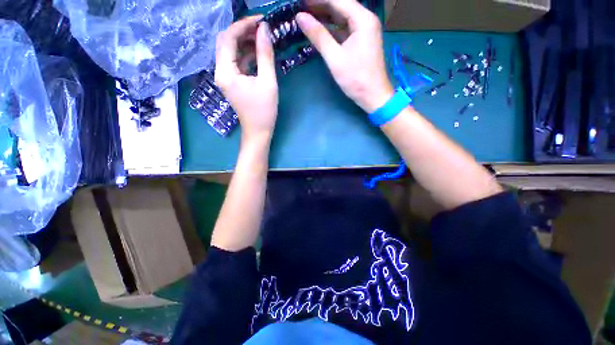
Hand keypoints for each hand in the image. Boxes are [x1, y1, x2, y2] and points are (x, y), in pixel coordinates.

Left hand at [215, 16, 278, 142]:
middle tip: (262, 28)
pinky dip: (247, 54)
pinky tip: (259, 52)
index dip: (243, 25)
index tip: (261, 20)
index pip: (228, 38)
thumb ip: (265, 55)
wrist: (258, 131)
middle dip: (243, 31)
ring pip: (231, 51)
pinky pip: (236, 62)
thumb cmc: (264, 111)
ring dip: (245, 42)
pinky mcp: (232, 82)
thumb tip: (264, 30)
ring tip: (263, 38)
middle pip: (226, 42)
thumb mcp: (268, 82)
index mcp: (225, 72)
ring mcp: (225, 77)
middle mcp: (220, 71)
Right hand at [296, 0, 393, 113]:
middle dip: (321, 6)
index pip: (338, 0)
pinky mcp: (361, 41)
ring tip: (306, 17)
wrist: (373, 95)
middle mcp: (365, 20)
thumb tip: (300, 17)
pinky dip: (332, 29)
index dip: (318, 0)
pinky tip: (320, 30)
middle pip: (341, 6)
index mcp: (362, 19)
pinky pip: (345, 29)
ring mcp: (364, 31)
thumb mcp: (335, 58)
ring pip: (342, 17)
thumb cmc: (356, 78)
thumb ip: (318, 36)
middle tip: (301, 9)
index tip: (301, 2)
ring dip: (325, 17)